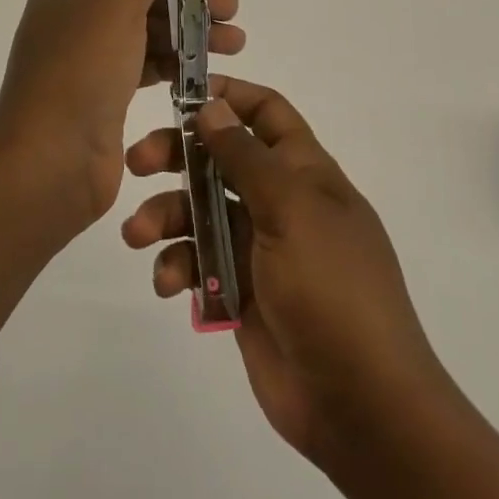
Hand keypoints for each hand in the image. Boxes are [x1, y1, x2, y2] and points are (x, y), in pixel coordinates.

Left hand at [0, 0, 243, 239]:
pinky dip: (175, 64)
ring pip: (146, 31)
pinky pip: (144, 66)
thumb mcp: (114, 4)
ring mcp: (87, 58)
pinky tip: (204, 73)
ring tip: (235, 44)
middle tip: (231, 12)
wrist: (49, 162)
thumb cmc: (80, 72)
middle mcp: (75, 17)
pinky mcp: (102, 95)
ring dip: (189, 33)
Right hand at [123, 78, 448, 472]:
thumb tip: (212, 107)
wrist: (361, 405)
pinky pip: (197, 263)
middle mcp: (280, 203)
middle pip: (219, 159)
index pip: (267, 114)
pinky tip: (167, 283)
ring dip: (164, 216)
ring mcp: (258, 248)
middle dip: (177, 155)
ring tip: (137, 235)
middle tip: (137, 162)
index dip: (229, 96)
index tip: (180, 93)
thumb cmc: (332, 288)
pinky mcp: (237, 291)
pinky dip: (177, 267)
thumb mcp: (291, 210)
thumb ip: (246, 157)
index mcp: (306, 173)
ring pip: (199, 211)